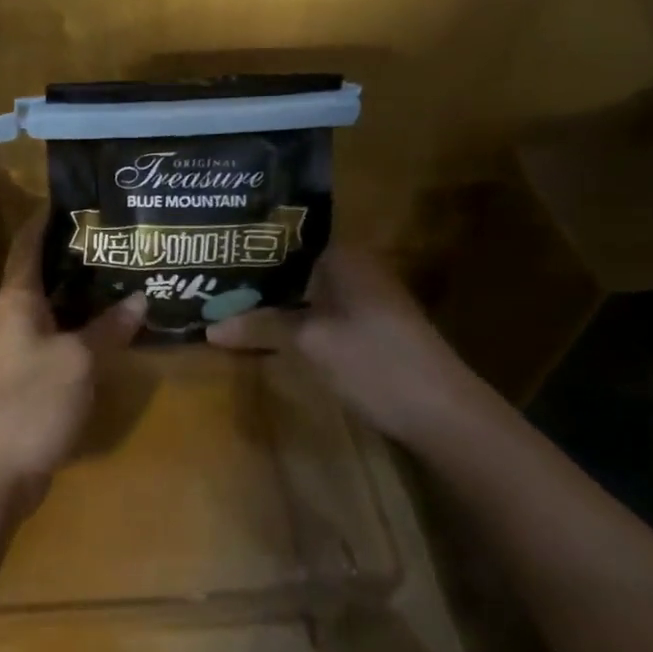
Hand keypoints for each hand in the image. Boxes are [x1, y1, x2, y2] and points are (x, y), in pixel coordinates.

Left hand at [0, 210, 145, 518]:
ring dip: (82, 296)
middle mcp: (12, 317)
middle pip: (43, 275)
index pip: (28, 243)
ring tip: (123, 278)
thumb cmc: (29, 402)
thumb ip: (108, 328)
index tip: (76, 197)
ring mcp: (16, 351)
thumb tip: (140, 297)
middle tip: (118, 240)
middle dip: (76, 256)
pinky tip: (109, 332)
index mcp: (17, 299)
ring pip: (52, 310)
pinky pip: (55, 341)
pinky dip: (80, 331)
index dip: (47, 217)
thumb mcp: (77, 361)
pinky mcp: (24, 380)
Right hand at [206, 245, 501, 449]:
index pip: (286, 235)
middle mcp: (354, 267)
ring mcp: (362, 298)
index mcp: (344, 255)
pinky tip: (262, 327)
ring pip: (303, 290)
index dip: (248, 243)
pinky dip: (290, 316)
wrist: (444, 415)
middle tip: (208, 277)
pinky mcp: (366, 326)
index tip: (211, 250)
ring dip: (270, 298)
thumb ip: (259, 326)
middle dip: (253, 274)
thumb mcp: (310, 342)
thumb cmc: (374, 362)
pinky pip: (316, 310)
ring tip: (224, 300)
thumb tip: (208, 327)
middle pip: (292, 264)